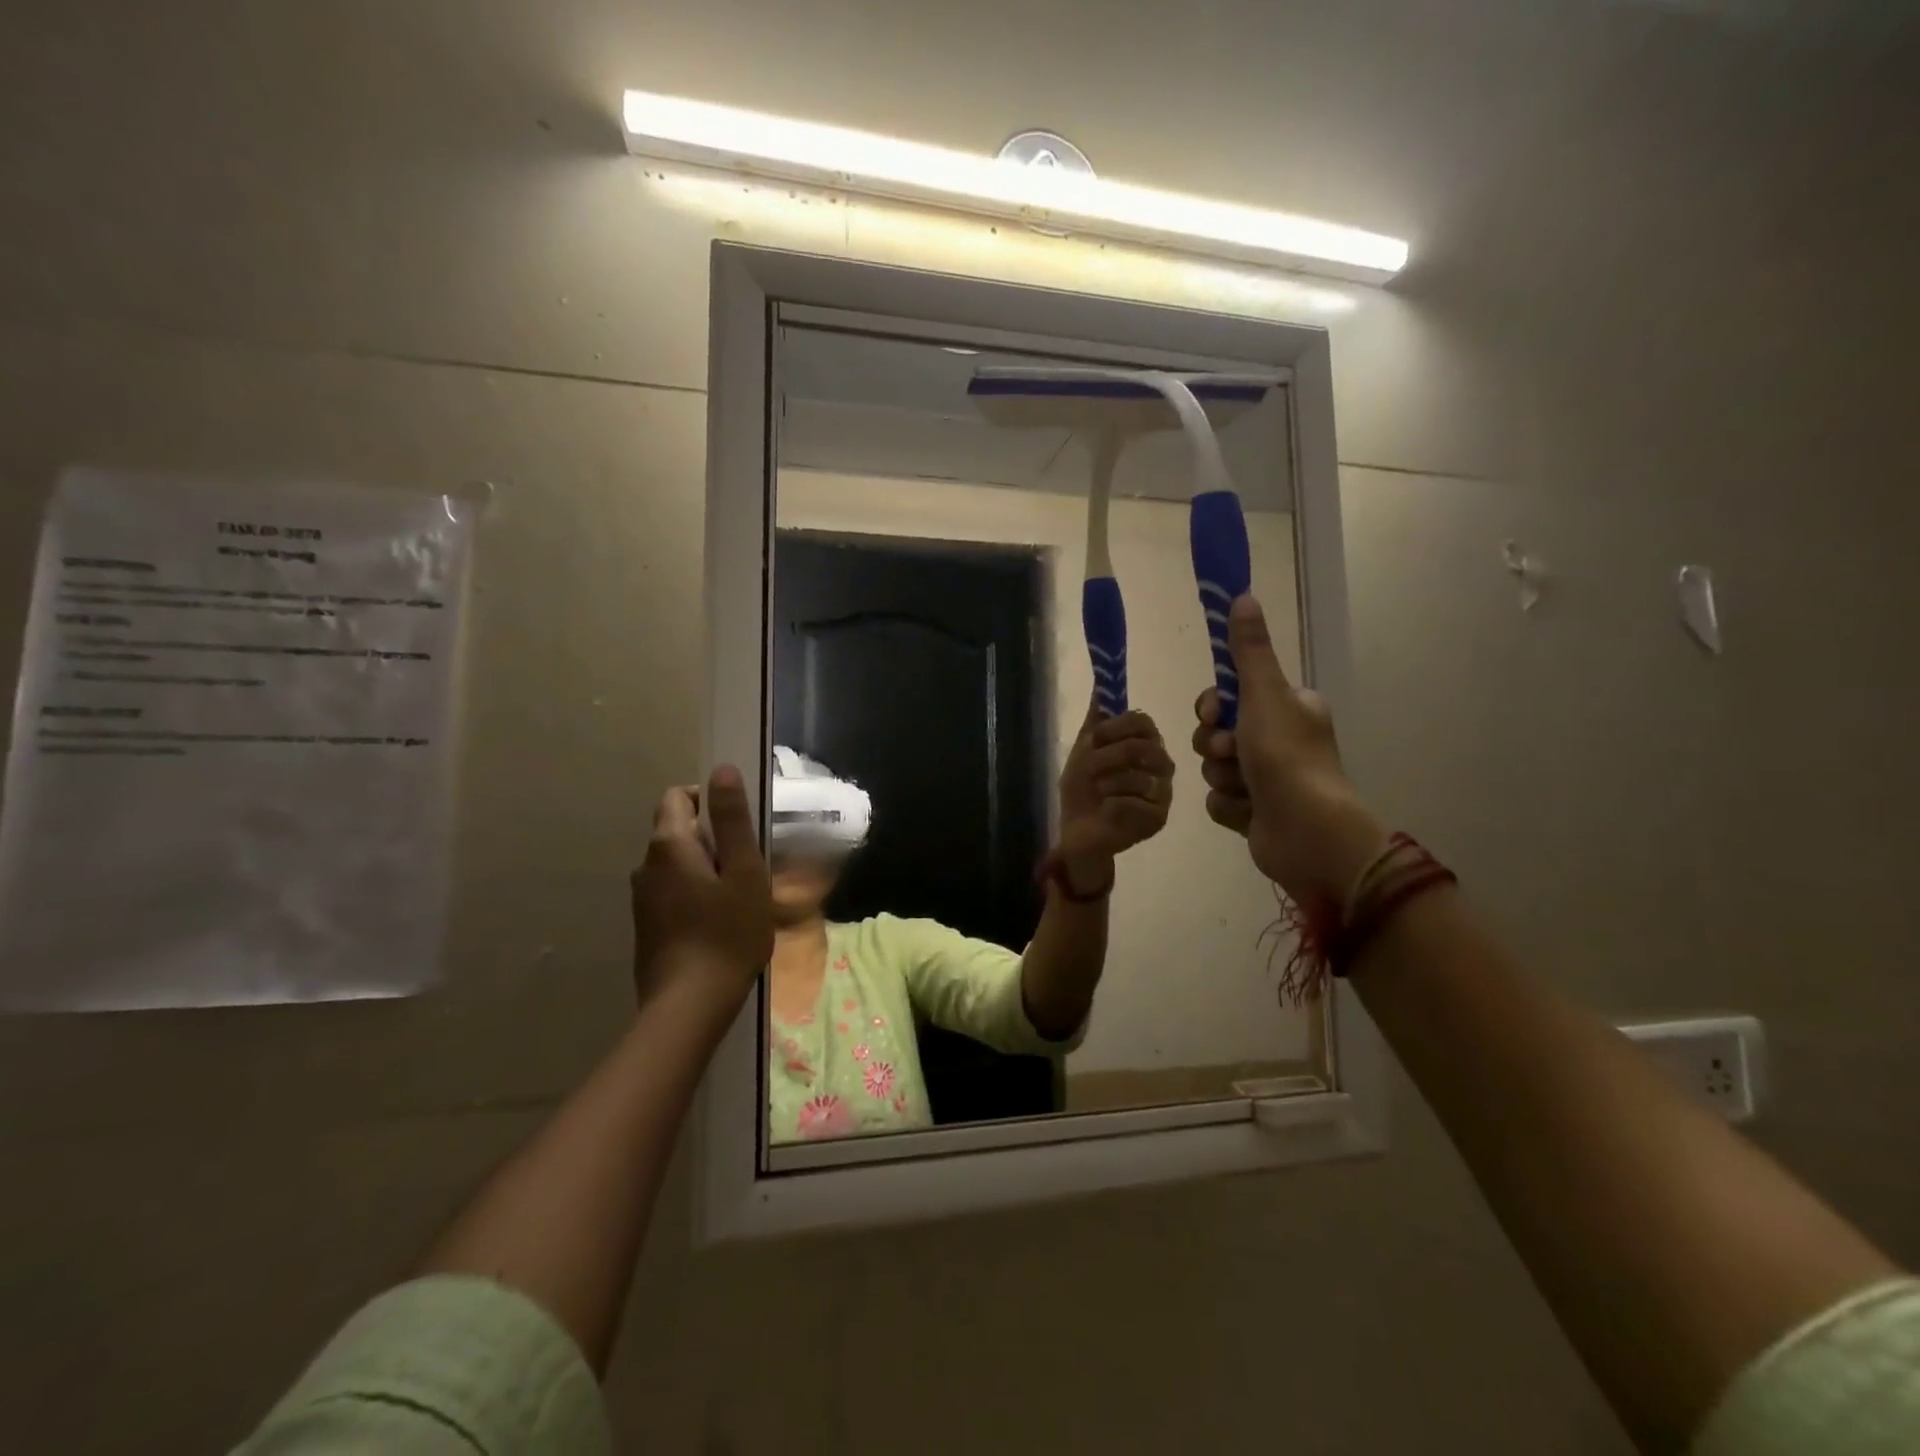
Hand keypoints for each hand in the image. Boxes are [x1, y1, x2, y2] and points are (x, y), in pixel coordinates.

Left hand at [630, 765, 773, 1016]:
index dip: (709, 800)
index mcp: (669, 844)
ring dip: (705, 866)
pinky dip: (694, 891)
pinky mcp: (646, 925)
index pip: (679, 796)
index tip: (739, 827)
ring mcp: (642, 897)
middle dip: (712, 836)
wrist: (689, 1005)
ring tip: (738, 895)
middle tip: (747, 865)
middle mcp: (646, 864)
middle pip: (677, 829)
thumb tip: (722, 769)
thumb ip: (733, 819)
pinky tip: (718, 920)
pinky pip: (671, 890)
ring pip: (676, 863)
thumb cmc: (727, 932)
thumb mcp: (743, 871)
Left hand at [1056, 700, 1174, 879]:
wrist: (1078, 830)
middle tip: (1090, 770)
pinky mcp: (1158, 819)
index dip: (1116, 727)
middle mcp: (1161, 767)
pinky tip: (1105, 811)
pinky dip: (1111, 805)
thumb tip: (1100, 682)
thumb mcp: (1084, 750)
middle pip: (1142, 747)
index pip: (1143, 722)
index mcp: (1146, 745)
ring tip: (1098, 793)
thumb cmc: (1084, 789)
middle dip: (1106, 758)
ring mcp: (1163, 794)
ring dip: (1105, 784)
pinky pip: (1133, 803)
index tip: (1094, 739)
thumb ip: (1096, 719)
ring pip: (1137, 777)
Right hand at [1192, 596, 1387, 906]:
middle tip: (1233, 753)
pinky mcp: (1255, 812)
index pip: (1231, 695)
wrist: (1307, 834)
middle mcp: (1279, 740)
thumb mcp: (1265, 694)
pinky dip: (1229, 805)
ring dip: (1222, 776)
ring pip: (1214, 767)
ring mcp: (1267, 778)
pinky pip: (1220, 798)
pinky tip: (1248, 812)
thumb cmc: (1288, 758)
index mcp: (1288, 708)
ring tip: (1246, 788)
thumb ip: (1249, 650)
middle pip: (1216, 731)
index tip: (1213, 713)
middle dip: (1217, 745)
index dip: (1213, 705)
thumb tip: (1243, 596)